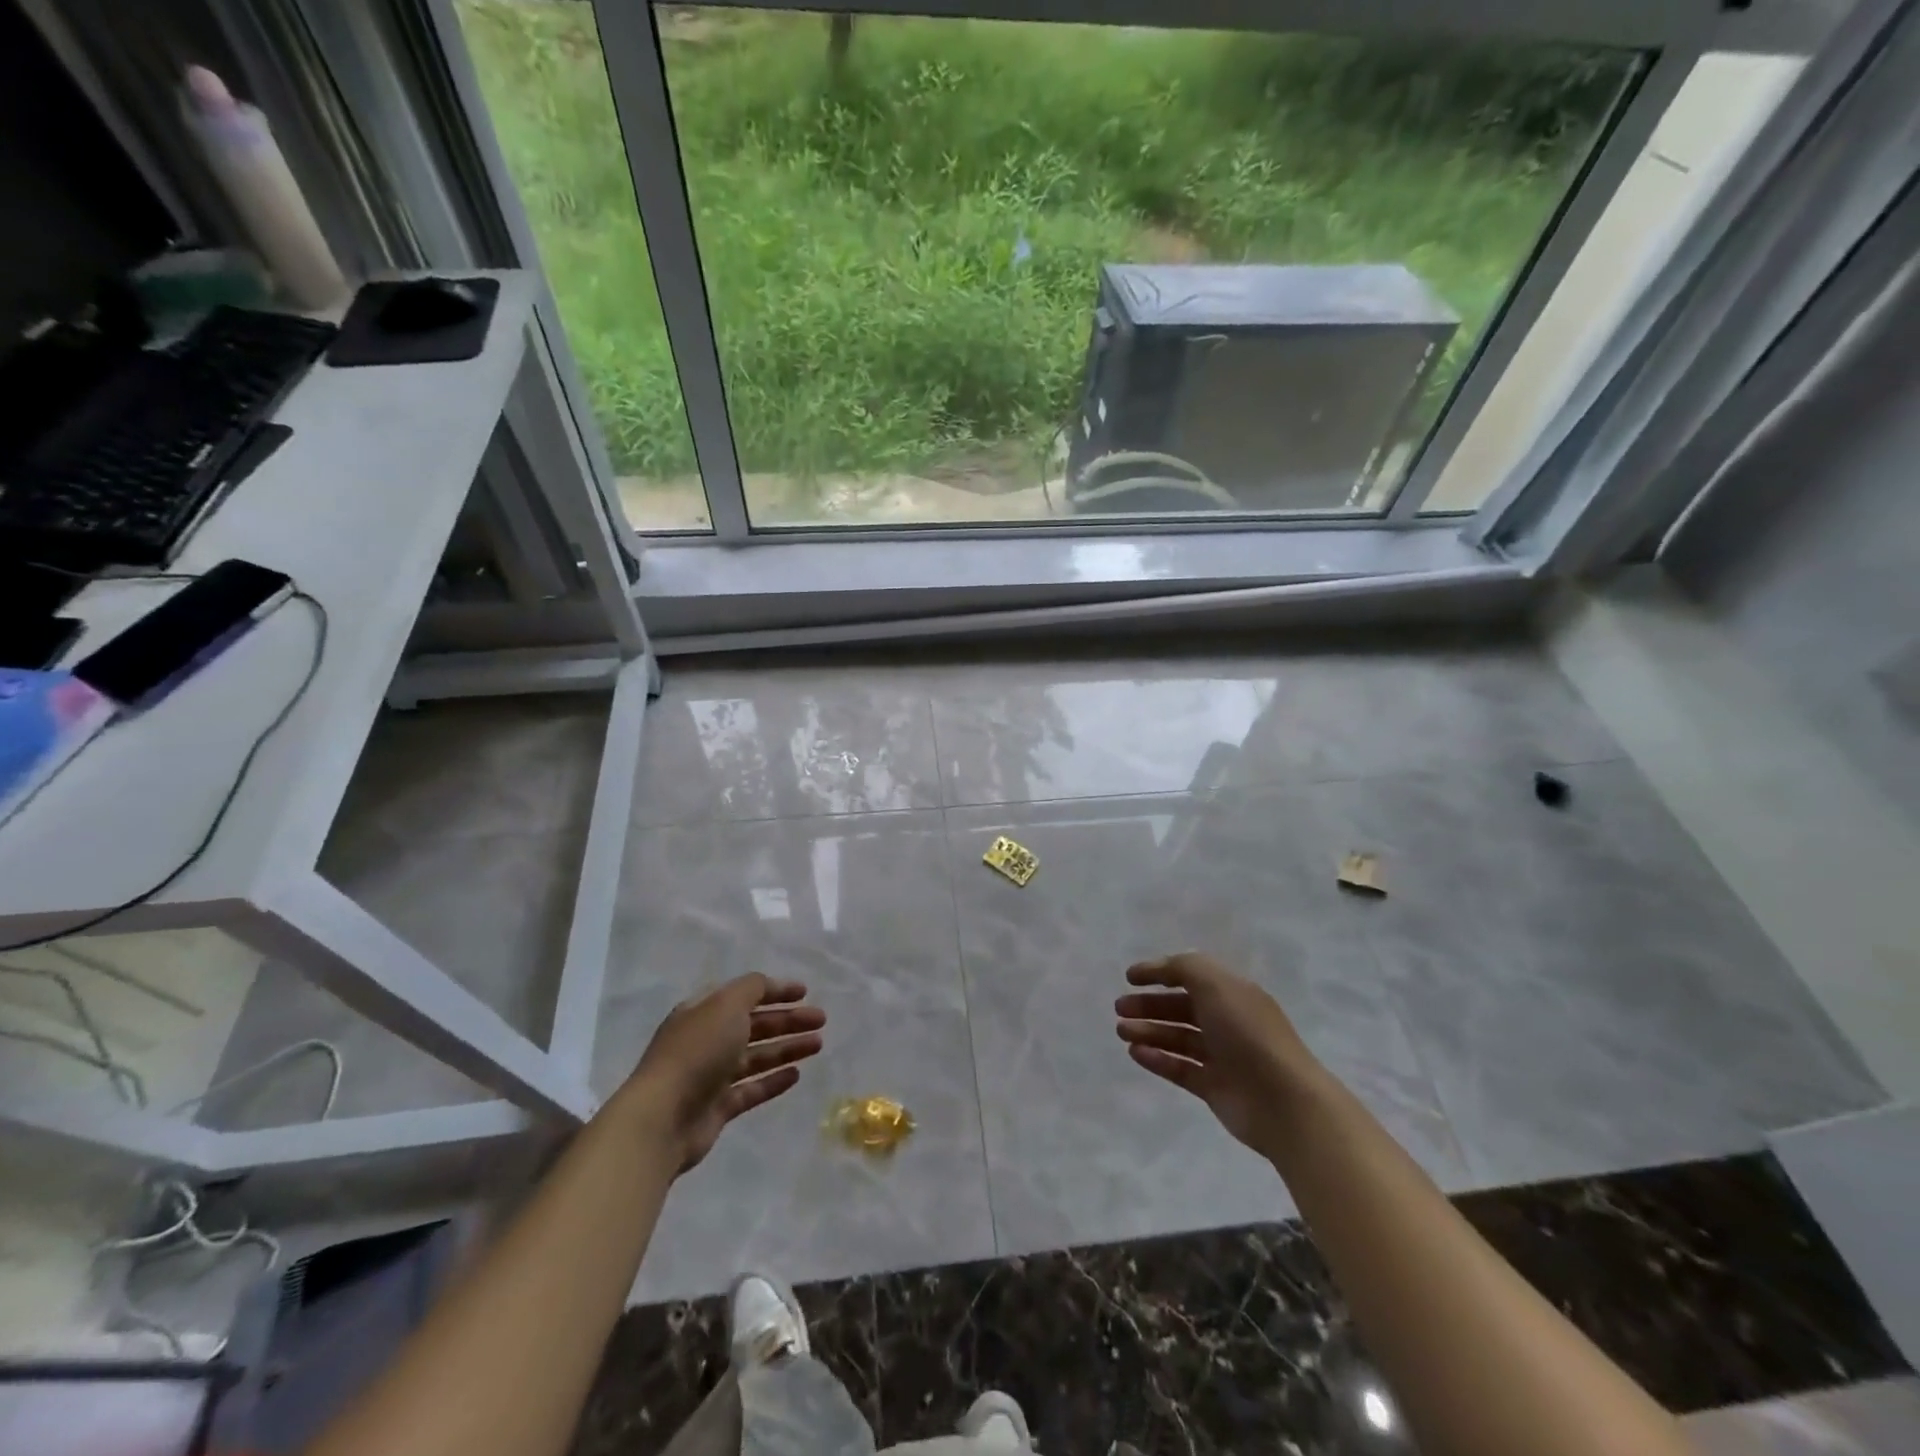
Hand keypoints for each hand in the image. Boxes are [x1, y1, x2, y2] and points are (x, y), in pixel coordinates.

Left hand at [618, 974, 824, 1170]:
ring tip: (818, 1044)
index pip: (744, 994)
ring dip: (787, 1047)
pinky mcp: (717, 1107)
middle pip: (755, 1025)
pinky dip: (774, 1080)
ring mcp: (711, 1075)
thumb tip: (769, 985)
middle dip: (788, 1020)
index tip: (804, 992)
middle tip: (821, 1020)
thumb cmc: (696, 1051)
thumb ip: (752, 989)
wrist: (662, 1118)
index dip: (775, 990)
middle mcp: (707, 1039)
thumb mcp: (726, 1004)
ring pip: (757, 1056)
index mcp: (704, 1011)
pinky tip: (797, 1074)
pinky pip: (752, 1088)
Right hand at [1115, 952, 1323, 1156]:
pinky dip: (1157, 1059)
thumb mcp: (1215, 984)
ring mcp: (1222, 1056)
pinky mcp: (1214, 1088)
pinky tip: (1135, 1052)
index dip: (1160, 972)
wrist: (1282, 1100)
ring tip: (1121, 1031)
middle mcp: (1228, 1021)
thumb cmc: (1247, 1033)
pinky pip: (1179, 1068)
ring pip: (1178, 1038)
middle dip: (1150, 1004)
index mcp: (1233, 993)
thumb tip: (1160, 969)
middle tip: (1120, 1007)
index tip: (1129, 977)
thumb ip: (1183, 968)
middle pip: (1182, 1007)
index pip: (1192, 976)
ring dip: (1148, 1031)